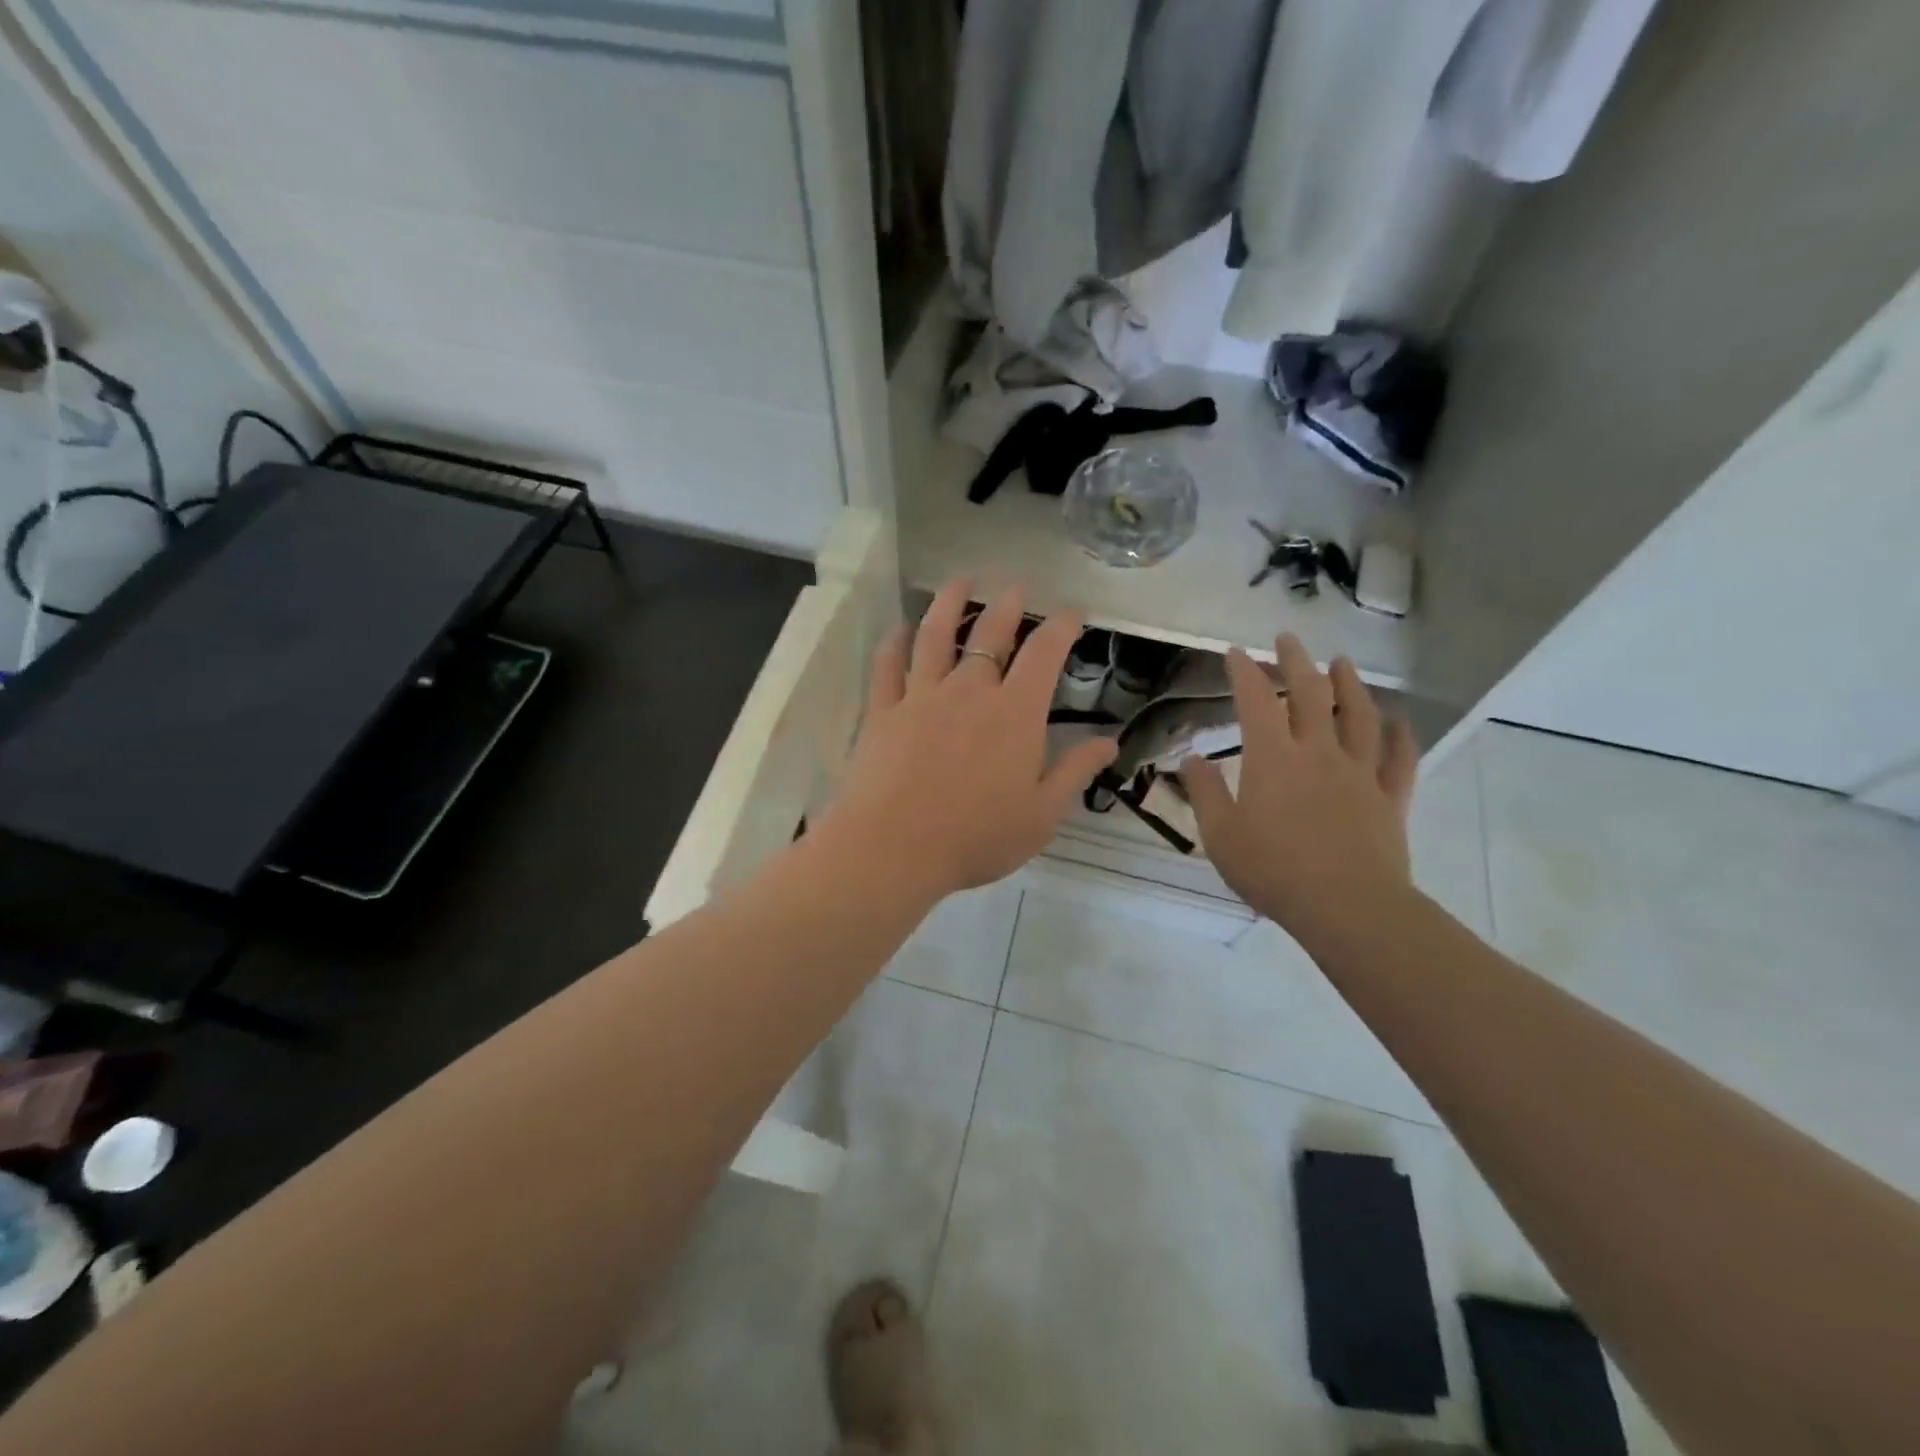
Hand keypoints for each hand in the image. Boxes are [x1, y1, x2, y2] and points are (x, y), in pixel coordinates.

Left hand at [821, 580, 1118, 900]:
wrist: (894, 848)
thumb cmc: (976, 837)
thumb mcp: (1042, 814)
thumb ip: (1075, 772)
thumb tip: (1109, 741)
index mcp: (1015, 713)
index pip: (1044, 654)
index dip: (1061, 626)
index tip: (1072, 611)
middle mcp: (969, 691)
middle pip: (990, 633)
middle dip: (1008, 603)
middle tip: (1016, 583)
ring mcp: (921, 696)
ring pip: (935, 635)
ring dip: (949, 602)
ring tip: (960, 579)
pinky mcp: (882, 711)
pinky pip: (889, 665)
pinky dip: (895, 642)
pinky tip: (901, 628)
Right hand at [1181, 636, 1418, 938]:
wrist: (1347, 907)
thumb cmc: (1273, 870)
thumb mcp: (1220, 835)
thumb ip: (1204, 792)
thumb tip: (1190, 758)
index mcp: (1273, 758)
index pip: (1255, 700)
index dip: (1244, 671)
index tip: (1235, 654)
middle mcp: (1318, 752)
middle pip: (1310, 694)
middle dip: (1296, 662)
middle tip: (1287, 640)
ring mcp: (1359, 772)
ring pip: (1358, 715)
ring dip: (1350, 684)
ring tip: (1342, 663)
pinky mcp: (1390, 797)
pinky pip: (1400, 758)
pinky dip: (1400, 735)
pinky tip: (1398, 721)